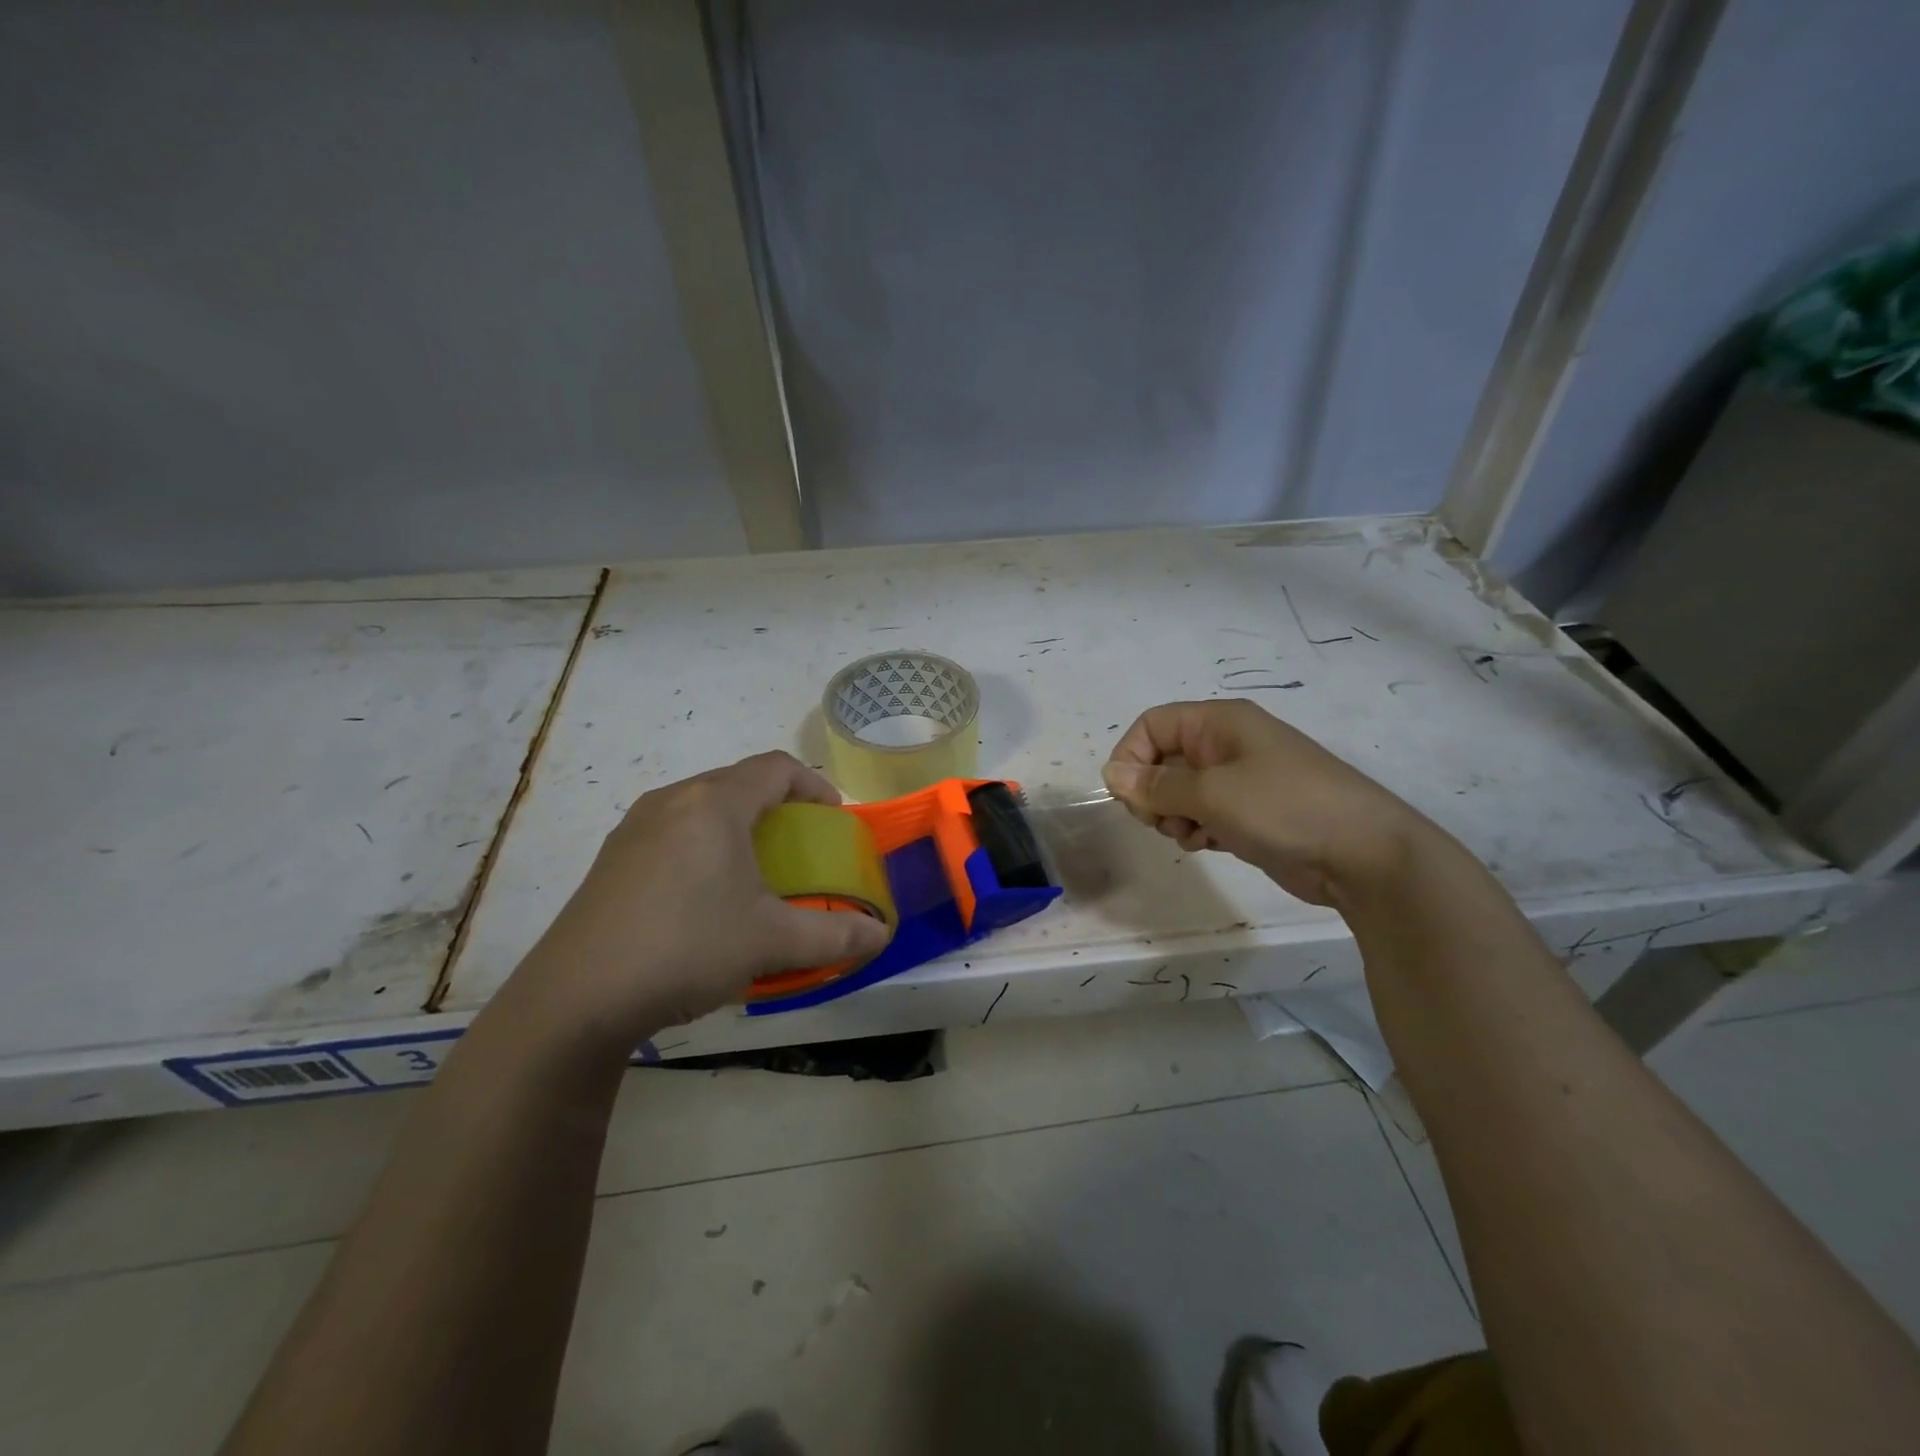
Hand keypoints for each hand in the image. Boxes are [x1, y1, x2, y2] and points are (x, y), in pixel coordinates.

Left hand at [510, 751, 891, 1049]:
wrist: (576, 998)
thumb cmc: (686, 947)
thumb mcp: (771, 942)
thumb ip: (835, 934)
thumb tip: (880, 935)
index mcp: (714, 803)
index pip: (776, 767)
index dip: (814, 784)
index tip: (834, 816)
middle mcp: (672, 801)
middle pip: (737, 781)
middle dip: (777, 804)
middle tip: (799, 842)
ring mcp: (634, 829)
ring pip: (701, 805)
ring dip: (737, 823)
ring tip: (754, 866)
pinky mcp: (611, 860)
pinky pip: (672, 831)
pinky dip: (703, 844)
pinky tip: (704, 894)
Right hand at [1102, 699, 1439, 905]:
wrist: (1364, 855)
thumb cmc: (1284, 808)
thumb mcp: (1212, 793)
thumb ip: (1156, 786)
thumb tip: (1110, 775)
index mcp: (1219, 723)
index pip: (1152, 725)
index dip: (1131, 756)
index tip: (1128, 797)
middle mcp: (1227, 744)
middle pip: (1162, 758)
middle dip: (1152, 792)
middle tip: (1159, 820)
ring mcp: (1241, 780)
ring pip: (1180, 791)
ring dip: (1172, 815)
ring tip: (1190, 834)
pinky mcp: (1250, 813)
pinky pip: (1203, 813)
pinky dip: (1196, 828)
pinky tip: (1207, 845)